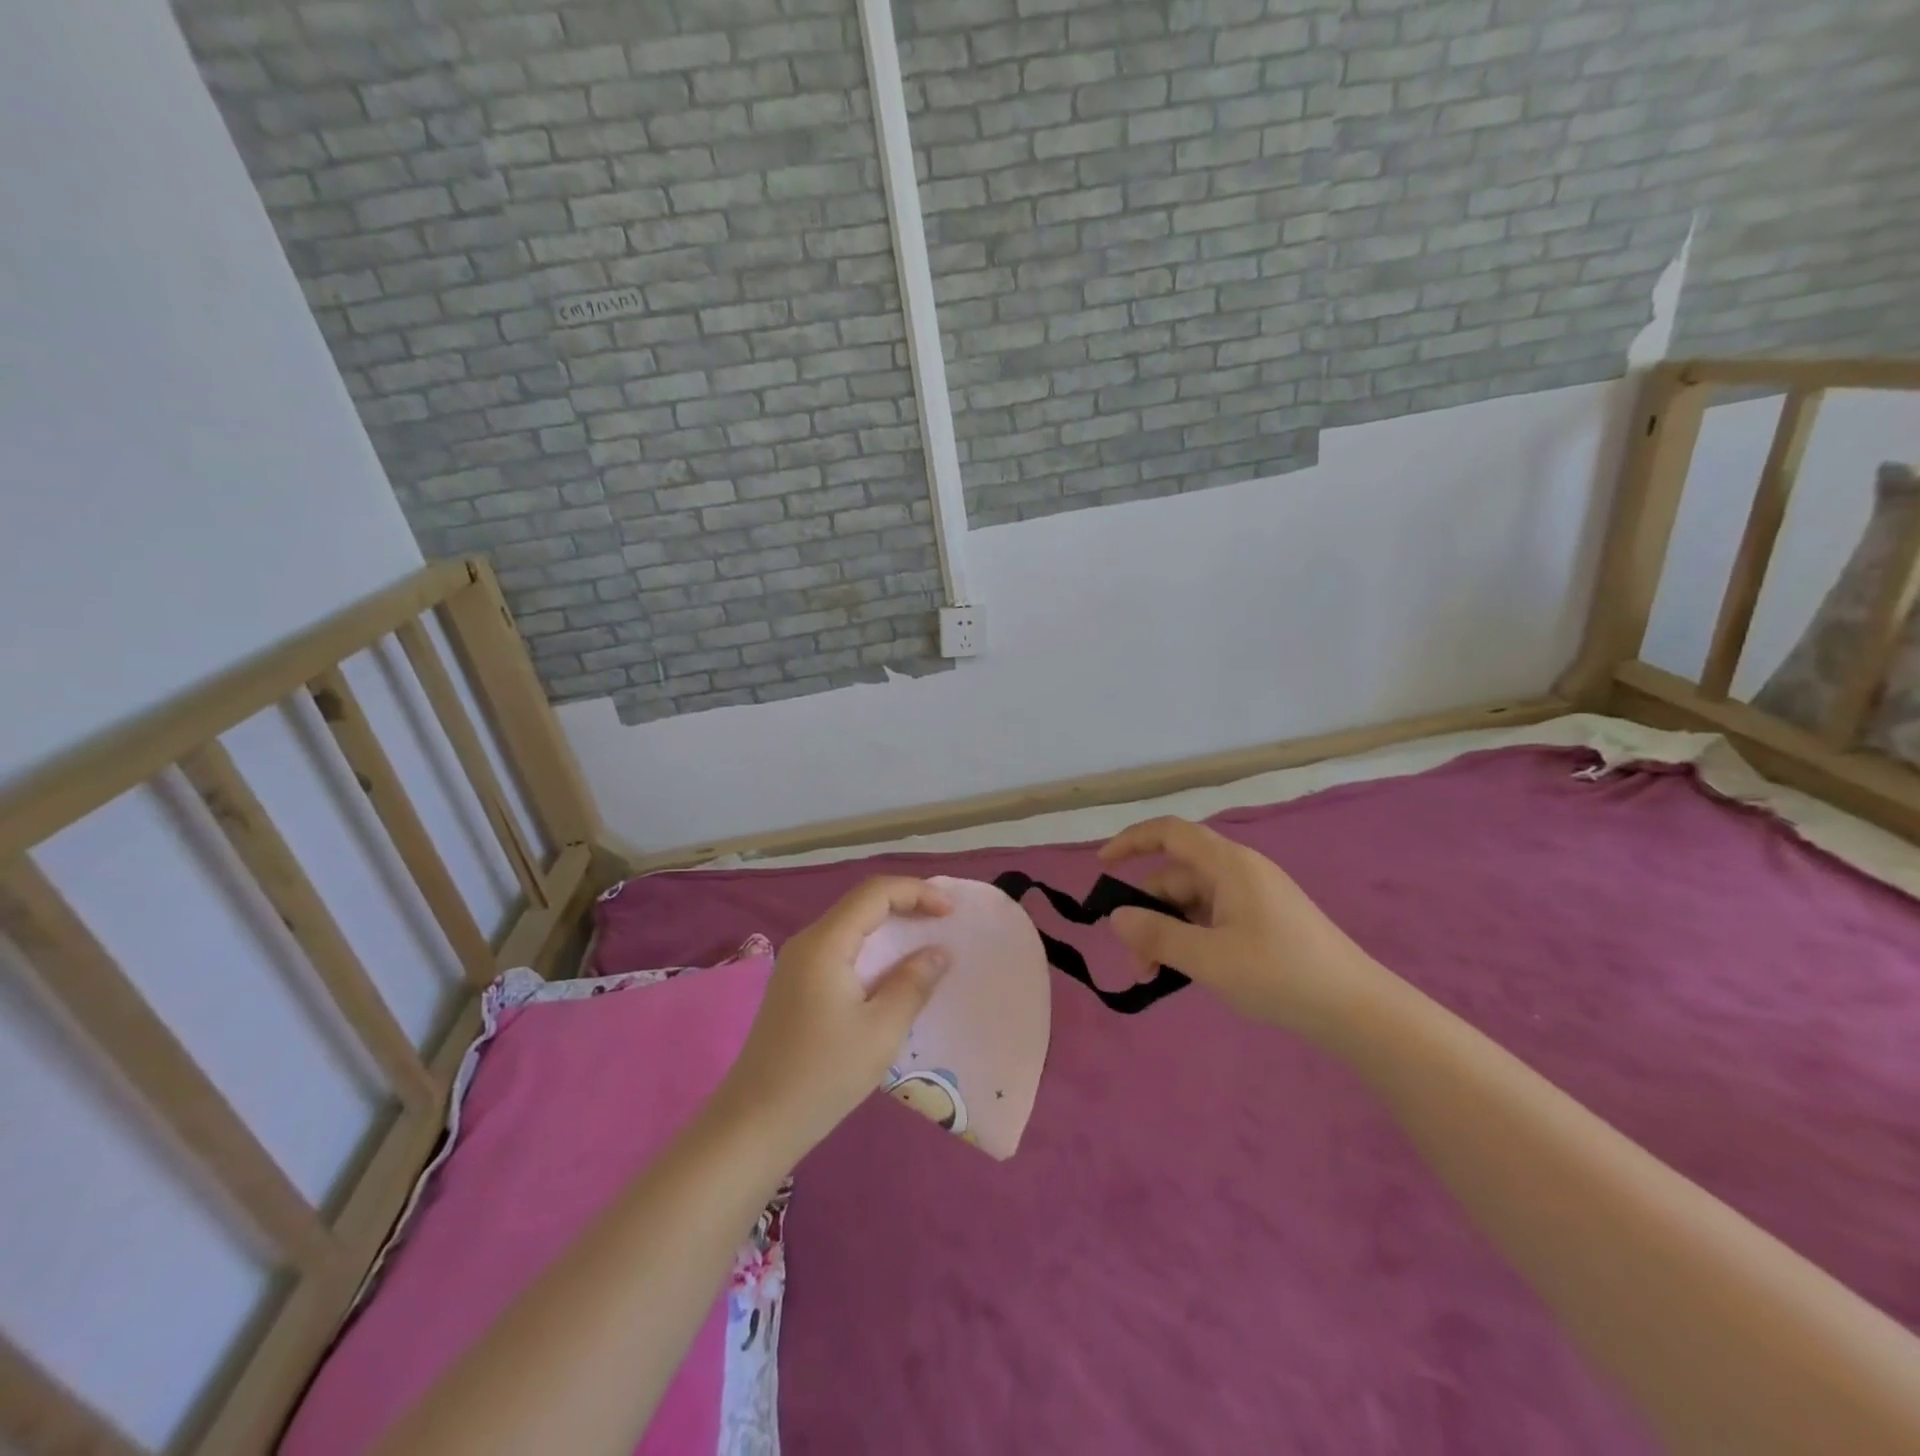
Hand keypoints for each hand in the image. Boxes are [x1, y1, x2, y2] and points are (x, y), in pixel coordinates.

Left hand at [716, 877, 952, 1160]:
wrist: (755, 1124)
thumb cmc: (822, 1076)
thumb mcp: (880, 1031)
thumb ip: (913, 984)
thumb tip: (938, 952)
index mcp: (825, 943)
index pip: (875, 893)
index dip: (917, 892)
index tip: (951, 912)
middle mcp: (808, 943)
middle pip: (861, 903)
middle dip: (906, 904)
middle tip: (945, 922)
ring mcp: (798, 964)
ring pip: (851, 926)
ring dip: (890, 927)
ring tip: (927, 943)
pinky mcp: (797, 986)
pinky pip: (842, 949)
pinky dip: (873, 949)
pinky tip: (893, 973)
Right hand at [1099, 817, 1392, 1041]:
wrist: (1358, 1010)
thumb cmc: (1280, 974)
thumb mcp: (1209, 958)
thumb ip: (1157, 936)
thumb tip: (1116, 917)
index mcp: (1228, 864)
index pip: (1169, 832)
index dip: (1131, 841)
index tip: (1101, 866)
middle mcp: (1239, 871)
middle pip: (1176, 875)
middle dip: (1147, 912)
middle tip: (1135, 960)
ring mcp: (1254, 896)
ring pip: (1192, 902)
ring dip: (1167, 931)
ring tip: (1156, 976)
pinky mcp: (1265, 921)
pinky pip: (1213, 917)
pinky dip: (1191, 937)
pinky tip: (1187, 971)